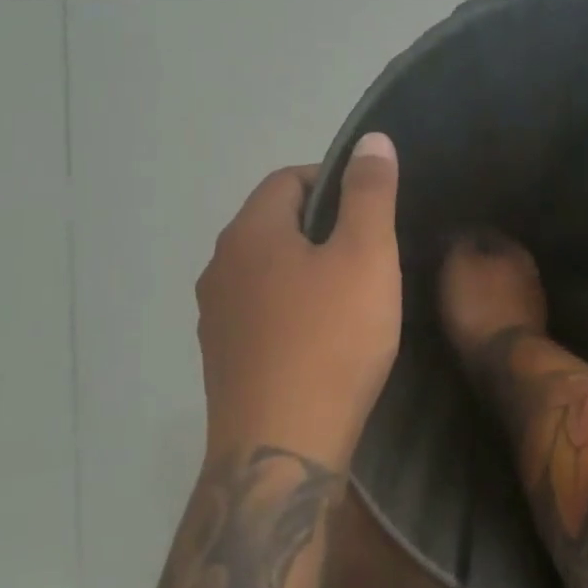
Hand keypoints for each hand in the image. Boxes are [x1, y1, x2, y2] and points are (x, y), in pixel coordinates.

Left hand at [197, 134, 401, 471]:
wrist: (281, 448)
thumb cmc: (330, 340)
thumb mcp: (365, 255)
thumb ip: (369, 193)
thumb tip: (370, 139)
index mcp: (250, 232)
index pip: (288, 180)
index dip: (332, 181)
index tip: (371, 207)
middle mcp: (220, 267)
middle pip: (274, 225)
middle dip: (321, 227)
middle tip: (370, 252)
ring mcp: (216, 318)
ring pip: (266, 273)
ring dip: (305, 271)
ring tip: (351, 295)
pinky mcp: (223, 361)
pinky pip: (261, 315)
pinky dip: (291, 311)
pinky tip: (321, 339)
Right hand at [437, 231, 547, 358]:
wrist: (507, 360)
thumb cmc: (479, 307)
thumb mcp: (458, 267)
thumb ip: (458, 244)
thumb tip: (457, 231)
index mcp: (514, 250)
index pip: (485, 233)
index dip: (462, 237)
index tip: (441, 245)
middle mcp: (529, 271)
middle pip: (496, 259)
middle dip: (475, 263)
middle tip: (448, 269)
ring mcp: (533, 302)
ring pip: (501, 285)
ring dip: (483, 288)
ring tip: (458, 295)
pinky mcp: (527, 330)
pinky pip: (502, 310)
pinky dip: (488, 310)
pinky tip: (472, 316)